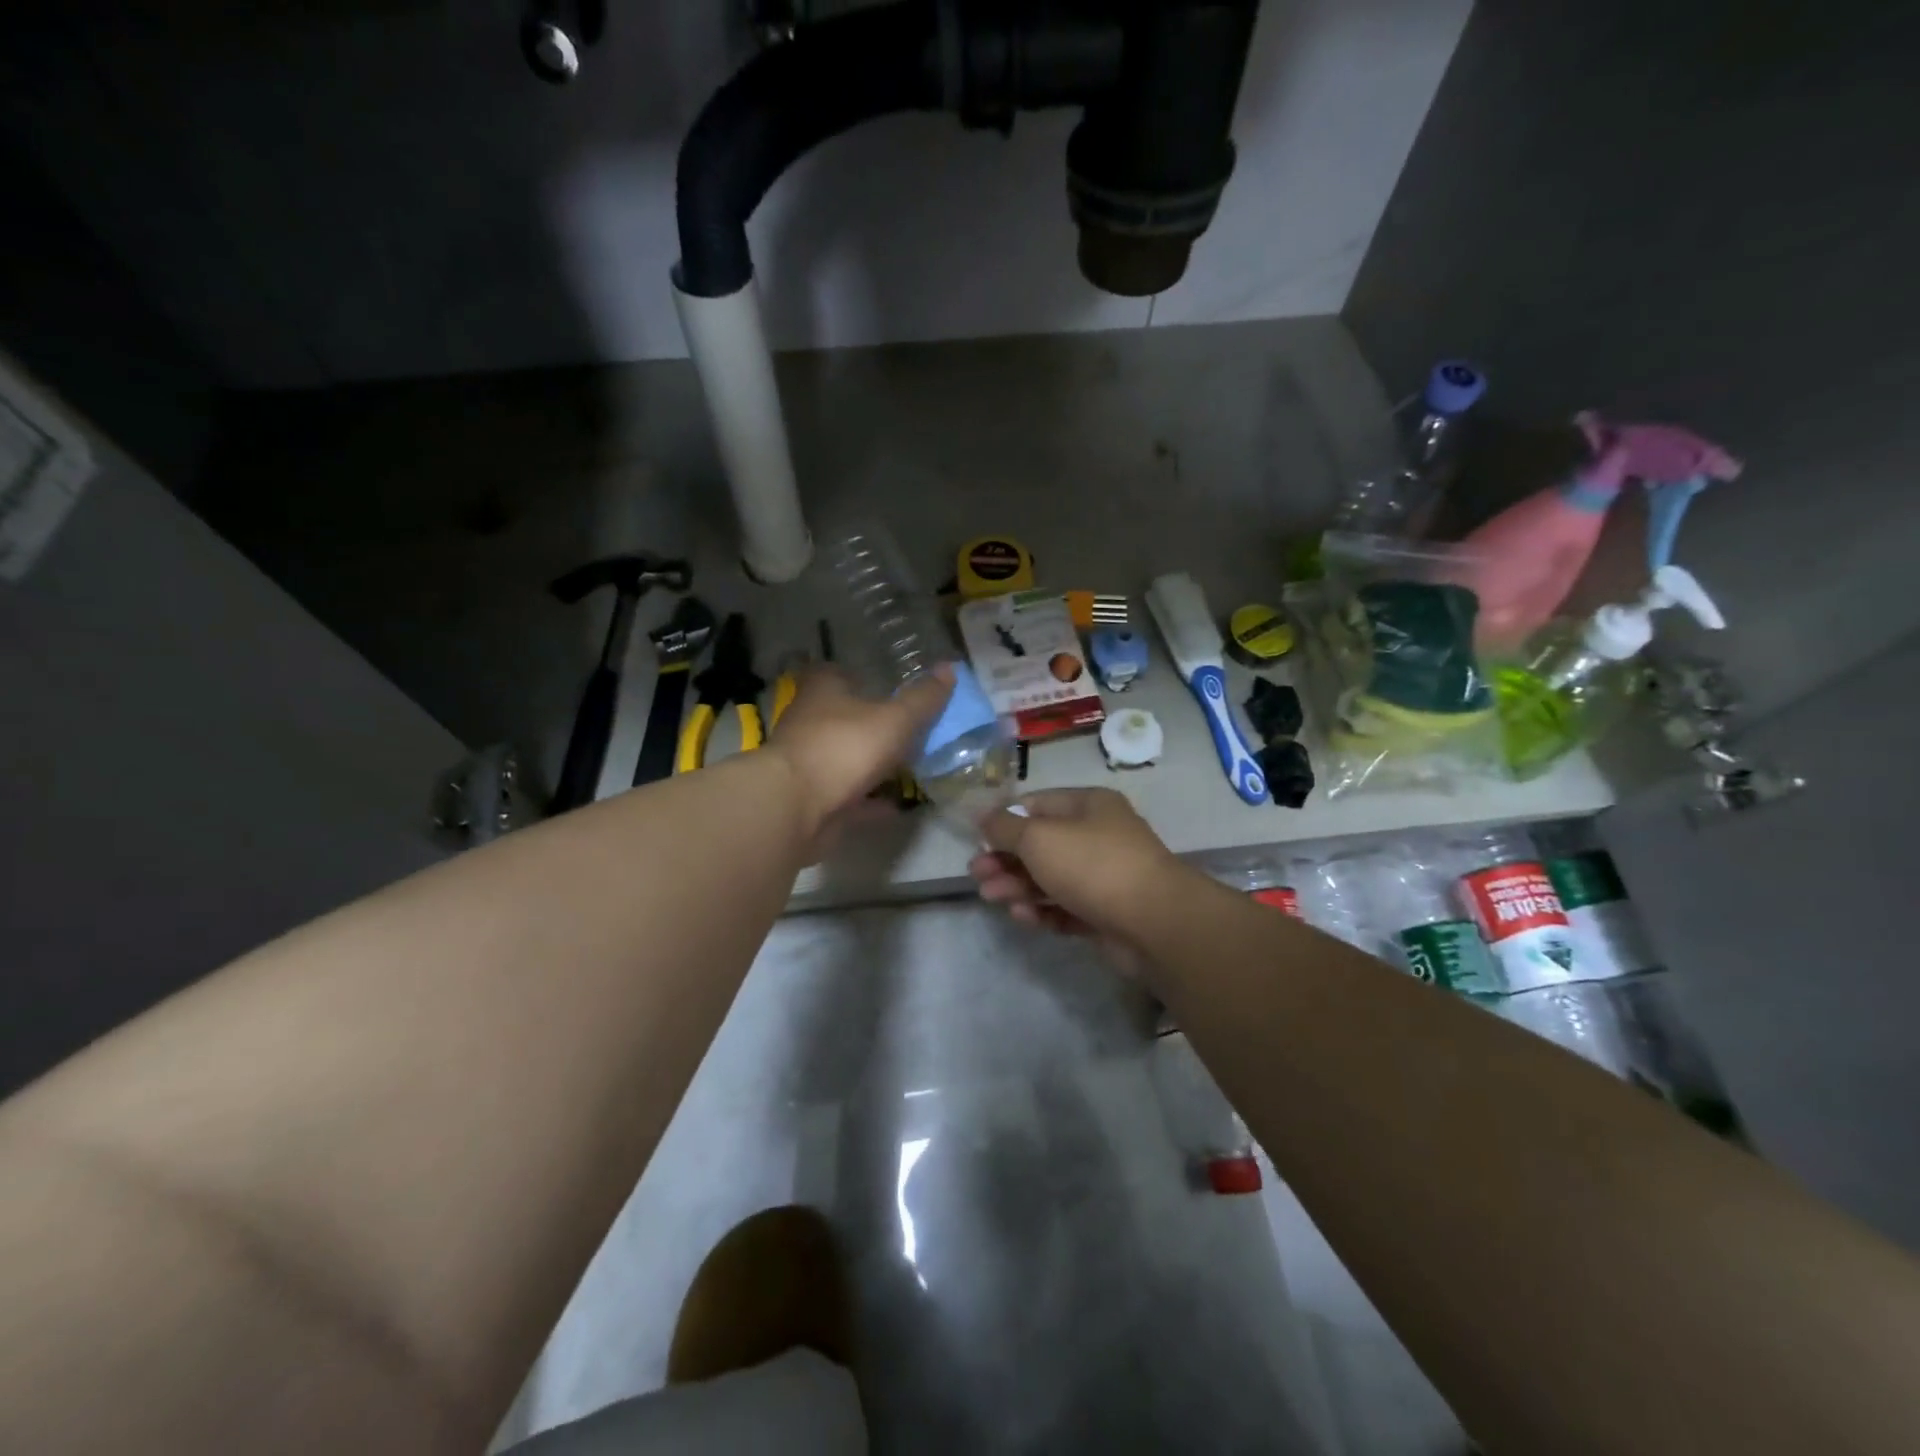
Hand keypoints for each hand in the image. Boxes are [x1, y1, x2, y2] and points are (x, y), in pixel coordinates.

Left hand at [767, 665, 953, 838]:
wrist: (796, 807)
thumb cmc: (845, 747)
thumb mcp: (895, 719)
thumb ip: (923, 698)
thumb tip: (950, 668)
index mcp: (824, 690)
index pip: (840, 672)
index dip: (864, 676)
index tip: (890, 685)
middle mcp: (811, 721)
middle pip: (844, 716)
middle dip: (873, 722)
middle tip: (910, 729)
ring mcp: (809, 761)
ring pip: (846, 756)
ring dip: (872, 763)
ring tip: (910, 767)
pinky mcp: (812, 797)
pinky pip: (849, 795)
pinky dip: (871, 800)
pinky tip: (896, 805)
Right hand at [968, 788, 1184, 974]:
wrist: (1154, 922)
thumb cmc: (1092, 865)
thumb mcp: (1039, 837)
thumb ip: (1005, 827)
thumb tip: (982, 815)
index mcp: (1089, 805)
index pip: (1038, 804)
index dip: (1005, 819)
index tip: (977, 839)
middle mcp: (1099, 836)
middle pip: (1042, 844)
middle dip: (1006, 858)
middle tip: (976, 874)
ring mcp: (1105, 877)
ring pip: (1052, 878)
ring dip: (1018, 886)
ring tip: (990, 897)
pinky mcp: (1107, 913)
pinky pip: (1067, 908)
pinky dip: (1043, 911)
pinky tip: (1021, 916)